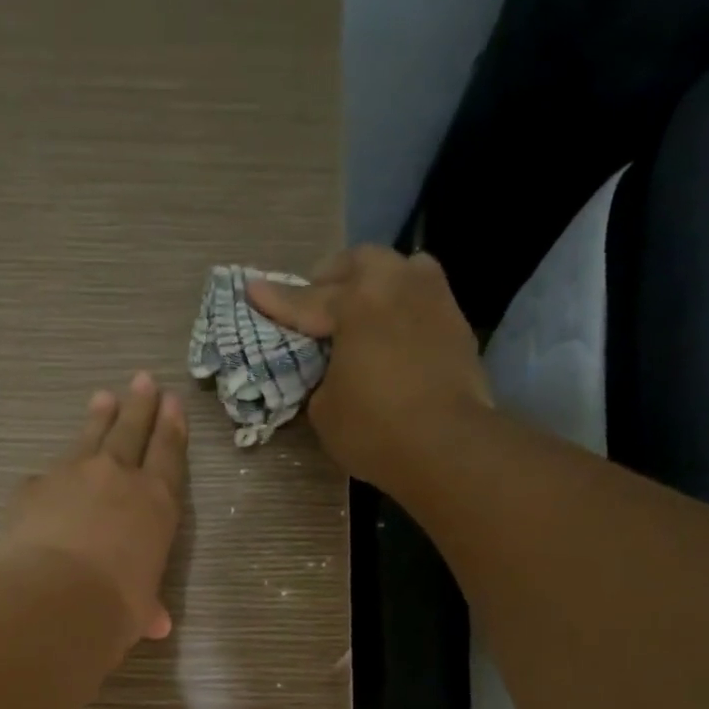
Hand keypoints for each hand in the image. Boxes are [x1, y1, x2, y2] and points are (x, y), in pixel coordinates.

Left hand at [0, 372, 187, 652]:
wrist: (54, 600)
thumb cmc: (114, 607)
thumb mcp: (139, 610)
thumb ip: (146, 606)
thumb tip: (155, 624)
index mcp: (156, 504)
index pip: (168, 455)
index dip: (172, 428)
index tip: (173, 402)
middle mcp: (118, 478)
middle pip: (132, 431)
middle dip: (140, 405)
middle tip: (143, 379)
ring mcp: (72, 475)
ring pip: (90, 437)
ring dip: (98, 417)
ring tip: (103, 396)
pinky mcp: (33, 487)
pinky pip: (46, 475)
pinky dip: (52, 474)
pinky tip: (47, 478)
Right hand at [246, 246, 492, 488]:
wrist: (447, 445)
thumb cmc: (375, 429)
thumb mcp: (325, 411)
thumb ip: (322, 380)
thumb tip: (334, 373)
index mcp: (356, 302)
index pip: (306, 300)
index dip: (276, 300)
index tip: (252, 288)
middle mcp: (396, 285)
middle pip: (358, 263)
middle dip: (331, 277)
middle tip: (317, 298)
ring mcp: (433, 299)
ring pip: (400, 269)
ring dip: (376, 280)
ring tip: (364, 305)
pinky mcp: (457, 324)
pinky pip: (423, 298)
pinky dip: (403, 307)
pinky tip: (395, 330)